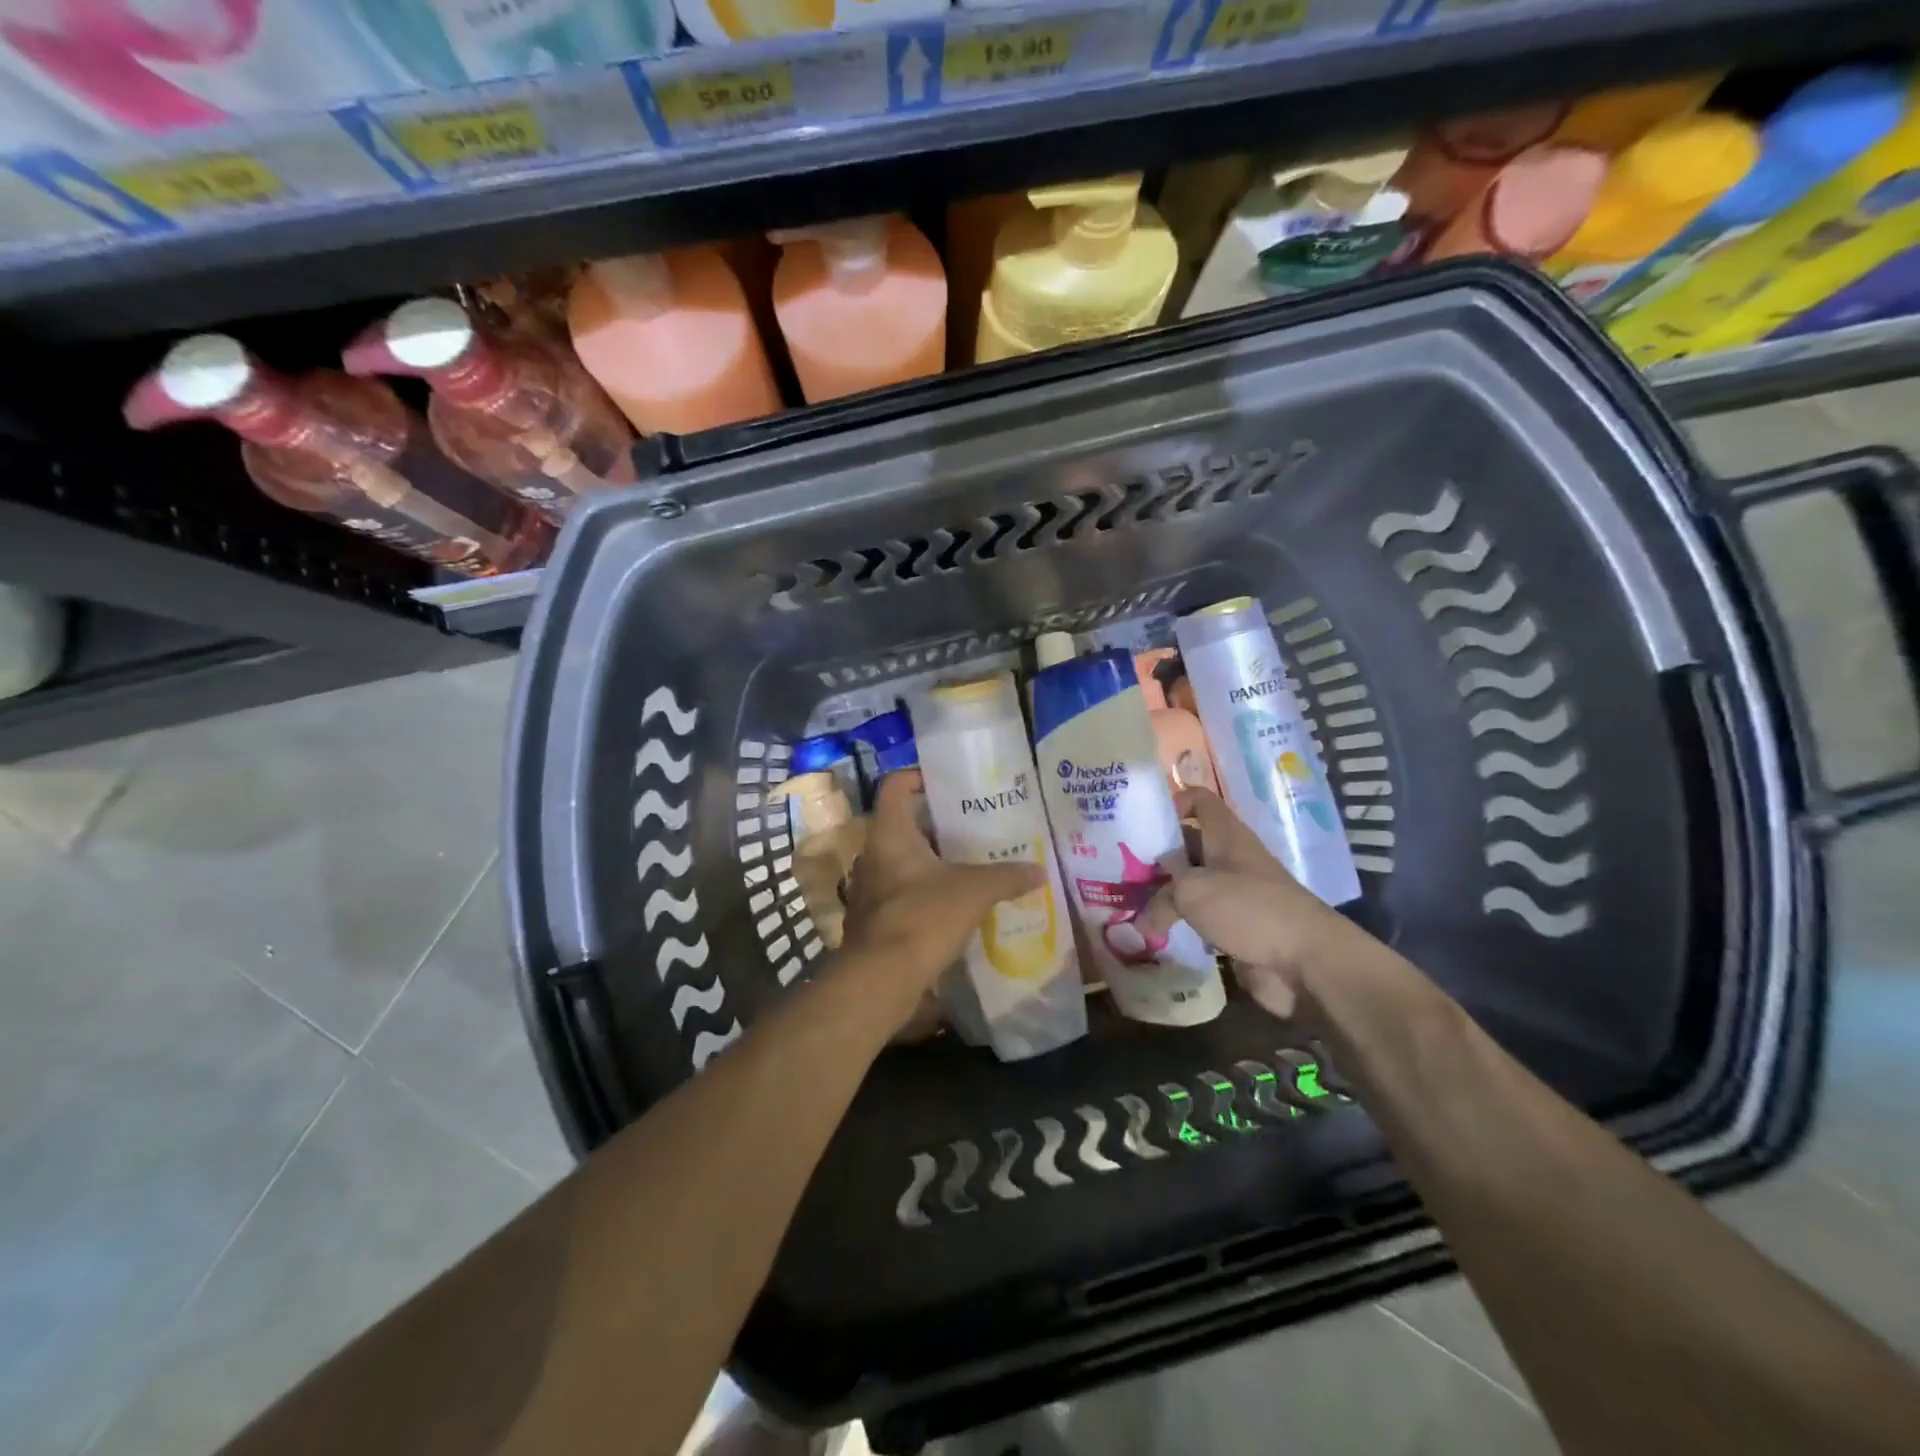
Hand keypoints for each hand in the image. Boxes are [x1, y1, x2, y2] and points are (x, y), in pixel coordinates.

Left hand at [838, 770, 1044, 1030]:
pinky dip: (924, 890)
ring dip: (931, 860)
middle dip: (936, 824)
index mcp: (890, 833)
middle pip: (903, 824)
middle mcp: (873, 853)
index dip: (918, 777)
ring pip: (902, 860)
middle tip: (972, 826)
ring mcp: (869, 887)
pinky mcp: (874, 917)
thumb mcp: (974, 891)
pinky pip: (901, 891)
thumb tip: (1040, 871)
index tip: (948, 783)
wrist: (881, 979)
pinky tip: (953, 902)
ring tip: (968, 863)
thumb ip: (1007, 877)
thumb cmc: (923, 917)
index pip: (895, 785)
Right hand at [1135, 787, 1349, 1019]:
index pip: (1199, 800)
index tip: (1140, 821)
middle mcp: (1230, 859)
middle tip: (1115, 868)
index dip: (1172, 802)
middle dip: (1155, 856)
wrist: (1306, 962)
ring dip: (1163, 894)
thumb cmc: (1249, 908)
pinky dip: (1178, 924)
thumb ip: (1159, 900)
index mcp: (1225, 835)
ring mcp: (1235, 895)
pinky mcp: (1236, 928)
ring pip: (1190, 886)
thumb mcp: (1192, 893)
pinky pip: (1199, 919)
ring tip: (1126, 902)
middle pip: (1187, 846)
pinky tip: (1151, 934)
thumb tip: (1140, 920)